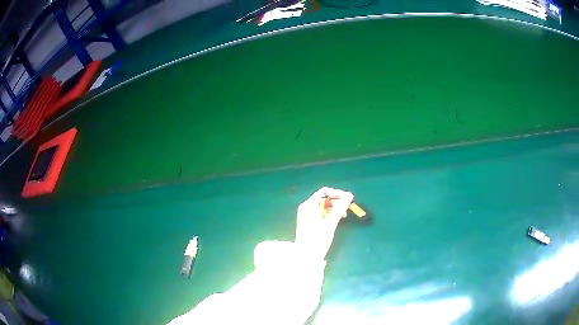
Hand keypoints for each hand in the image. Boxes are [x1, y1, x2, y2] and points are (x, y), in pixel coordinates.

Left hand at [295, 187, 353, 259]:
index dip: (337, 194)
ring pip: (324, 206)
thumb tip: (350, 194)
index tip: (347, 200)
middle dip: (336, 201)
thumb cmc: (317, 240)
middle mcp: (307, 208)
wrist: (306, 258)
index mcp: (308, 205)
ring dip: (335, 208)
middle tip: (347, 208)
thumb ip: (340, 208)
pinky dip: (330, 215)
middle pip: (324, 198)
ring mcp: (308, 216)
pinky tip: (337, 220)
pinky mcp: (311, 224)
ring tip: (344, 215)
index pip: (324, 191)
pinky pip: (322, 214)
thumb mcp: (330, 223)